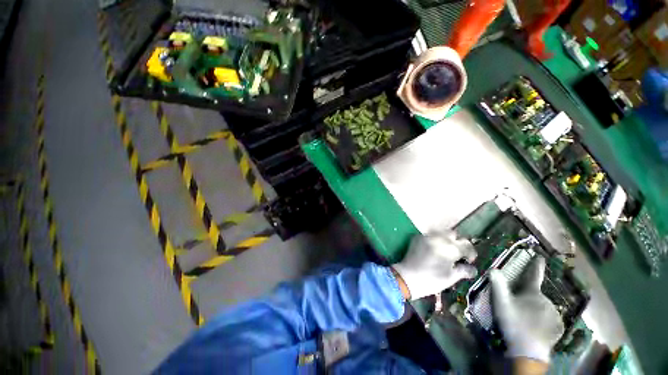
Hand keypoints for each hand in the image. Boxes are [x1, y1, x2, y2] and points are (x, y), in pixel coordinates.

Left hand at [393, 231, 476, 299]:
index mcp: (450, 248)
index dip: (471, 253)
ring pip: (441, 233)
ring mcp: (427, 236)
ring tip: (445, 250)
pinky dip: (434, 240)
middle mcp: (439, 238)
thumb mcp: (451, 277)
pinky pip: (430, 235)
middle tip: (457, 253)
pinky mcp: (418, 237)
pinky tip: (433, 249)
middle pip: (453, 234)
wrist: (408, 276)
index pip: (466, 245)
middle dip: (457, 242)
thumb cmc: (432, 280)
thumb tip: (472, 268)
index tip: (469, 260)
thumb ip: (463, 270)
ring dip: (446, 239)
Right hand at [490, 256, 563, 363]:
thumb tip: (494, 269)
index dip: (536, 265)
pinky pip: (550, 318)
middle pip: (536, 295)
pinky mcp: (559, 327)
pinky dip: (543, 319)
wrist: (528, 350)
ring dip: (536, 309)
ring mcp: (555, 314)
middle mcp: (547, 301)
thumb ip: (498, 285)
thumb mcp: (501, 303)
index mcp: (533, 293)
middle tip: (518, 306)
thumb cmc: (513, 323)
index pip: (534, 275)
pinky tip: (536, 327)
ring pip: (543, 307)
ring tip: (525, 319)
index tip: (540, 256)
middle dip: (529, 297)